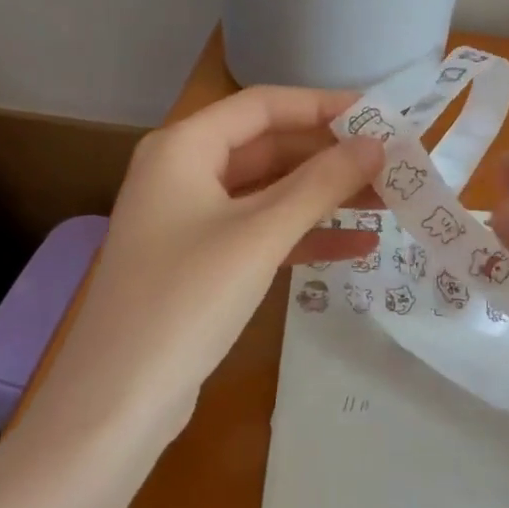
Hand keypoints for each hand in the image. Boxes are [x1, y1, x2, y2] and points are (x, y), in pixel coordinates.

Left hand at [37, 88, 383, 444]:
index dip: (323, 105)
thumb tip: (376, 144)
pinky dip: (305, 235)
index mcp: (184, 147)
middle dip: (330, 156)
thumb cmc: (186, 300)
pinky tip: (358, 247)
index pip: (263, 105)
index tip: (379, 116)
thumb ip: (321, 184)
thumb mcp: (260, 235)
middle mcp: (183, 171)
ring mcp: (191, 218)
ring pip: (269, 191)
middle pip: (269, 147)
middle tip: (392, 164)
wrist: (116, 402)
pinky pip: (261, 232)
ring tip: (389, 201)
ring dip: (324, 196)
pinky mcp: (202, 260)